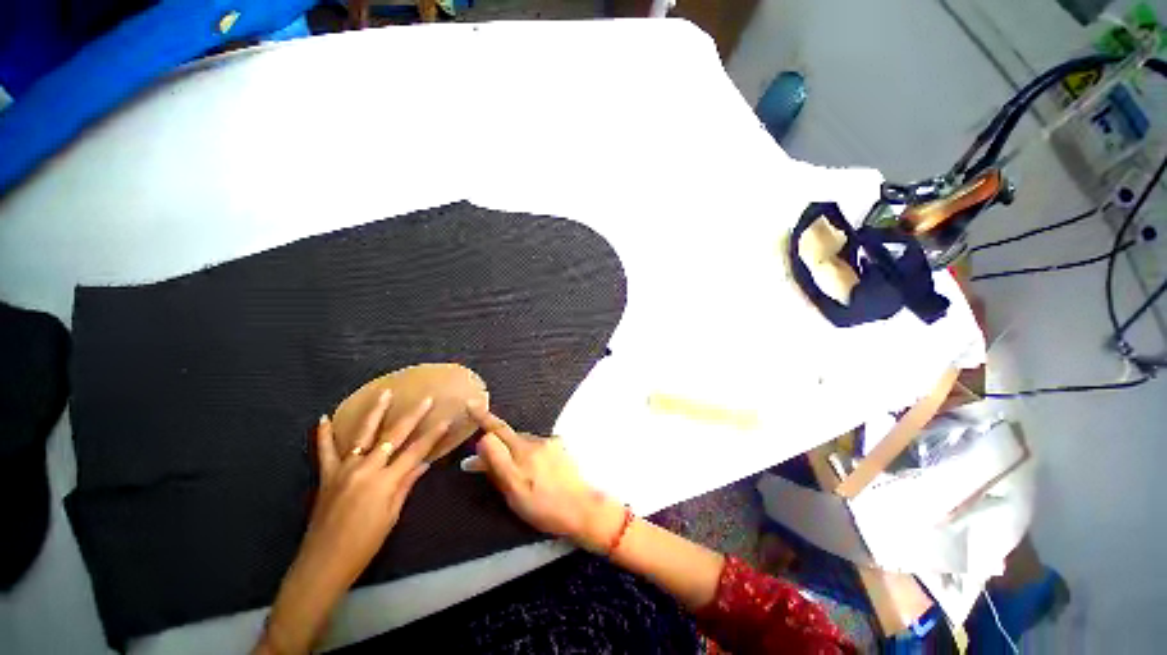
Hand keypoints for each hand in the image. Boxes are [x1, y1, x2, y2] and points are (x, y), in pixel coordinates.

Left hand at [257, 392, 449, 654]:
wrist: (322, 564)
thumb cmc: (364, 544)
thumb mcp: (392, 515)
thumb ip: (406, 484)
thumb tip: (424, 463)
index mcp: (385, 481)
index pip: (415, 451)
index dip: (433, 435)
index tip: (447, 419)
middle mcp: (366, 469)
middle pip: (393, 436)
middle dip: (413, 416)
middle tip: (426, 399)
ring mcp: (344, 470)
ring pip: (362, 434)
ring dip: (375, 412)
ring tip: (384, 393)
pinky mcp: (327, 476)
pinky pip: (325, 451)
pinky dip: (324, 434)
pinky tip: (324, 418)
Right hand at [465, 403, 624, 553]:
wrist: (581, 508)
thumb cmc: (544, 507)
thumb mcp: (513, 493)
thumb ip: (496, 466)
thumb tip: (477, 450)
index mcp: (522, 453)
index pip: (497, 430)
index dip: (483, 418)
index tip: (471, 404)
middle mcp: (535, 442)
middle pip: (509, 436)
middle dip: (498, 444)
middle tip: (488, 464)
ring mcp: (549, 442)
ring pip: (524, 441)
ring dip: (517, 451)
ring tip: (522, 475)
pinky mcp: (560, 446)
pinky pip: (538, 445)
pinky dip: (533, 454)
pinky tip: (539, 471)